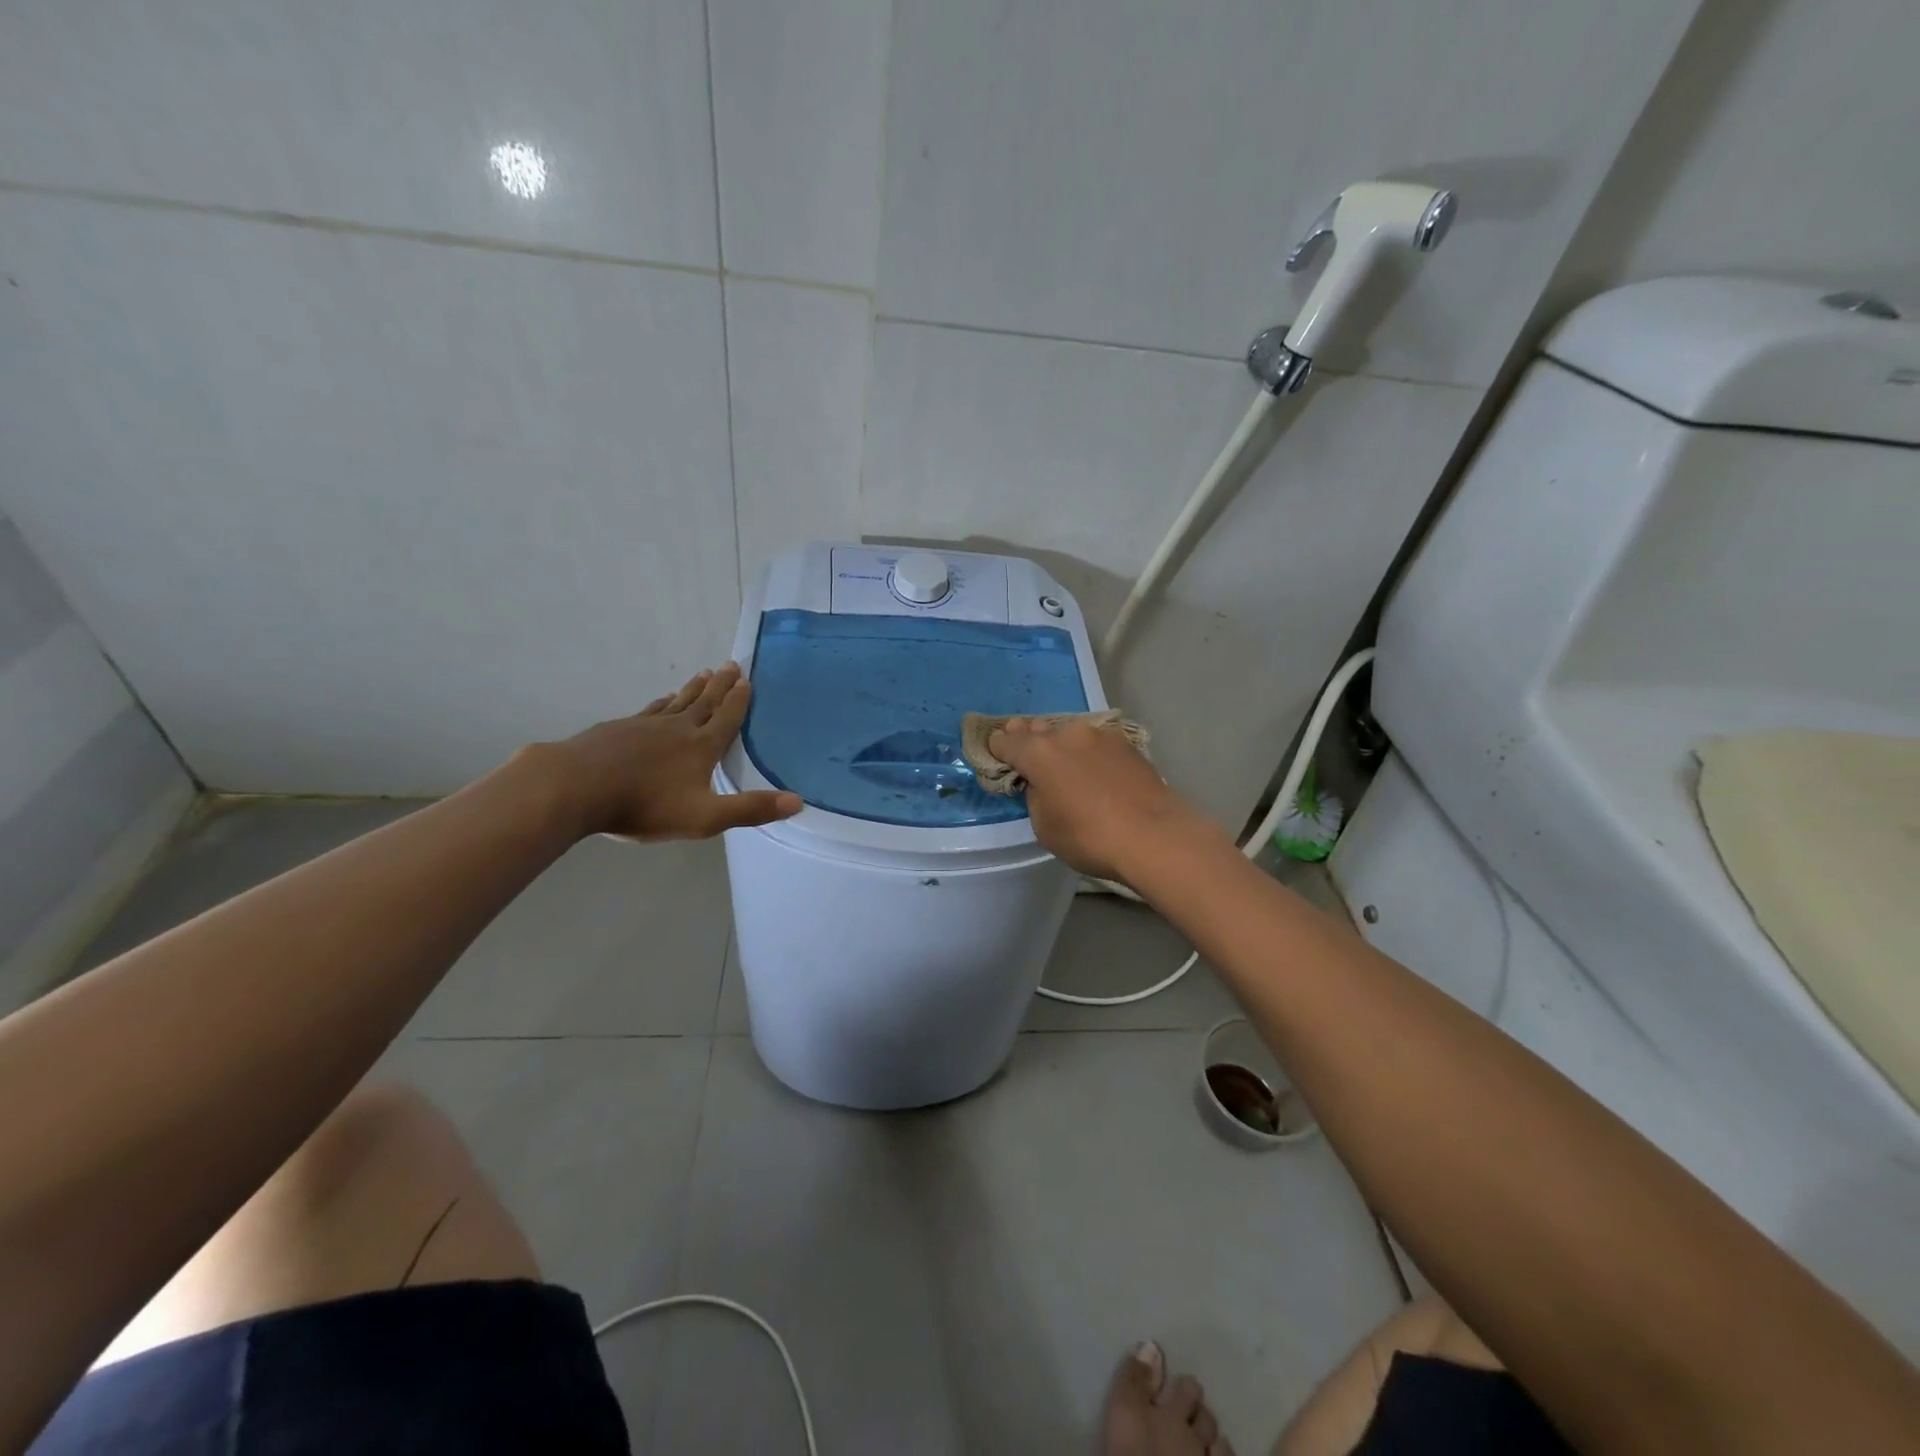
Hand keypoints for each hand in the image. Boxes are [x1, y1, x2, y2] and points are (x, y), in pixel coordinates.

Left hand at [545, 663, 801, 840]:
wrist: (576, 787)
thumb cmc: (644, 805)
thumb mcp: (704, 817)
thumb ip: (750, 809)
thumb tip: (798, 802)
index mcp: (701, 747)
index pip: (727, 719)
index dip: (739, 701)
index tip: (747, 680)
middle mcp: (677, 729)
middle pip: (704, 702)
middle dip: (720, 685)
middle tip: (731, 665)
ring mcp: (644, 726)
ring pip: (677, 702)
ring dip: (694, 689)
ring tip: (704, 674)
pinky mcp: (618, 729)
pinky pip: (649, 710)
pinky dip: (662, 703)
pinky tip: (662, 701)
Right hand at [988, 716, 1209, 882]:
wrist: (1154, 835)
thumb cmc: (1089, 837)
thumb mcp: (1045, 826)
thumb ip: (1035, 797)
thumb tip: (1042, 784)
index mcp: (1038, 752)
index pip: (1006, 743)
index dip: (997, 749)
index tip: (996, 755)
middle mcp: (1066, 734)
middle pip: (1038, 731)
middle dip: (1028, 739)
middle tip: (1025, 750)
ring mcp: (1100, 735)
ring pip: (1069, 734)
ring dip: (1061, 745)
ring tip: (1062, 762)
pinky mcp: (1127, 744)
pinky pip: (1096, 744)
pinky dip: (1088, 753)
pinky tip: (1094, 770)